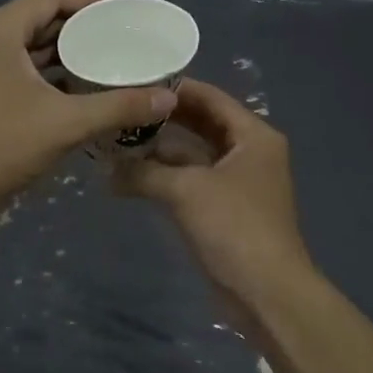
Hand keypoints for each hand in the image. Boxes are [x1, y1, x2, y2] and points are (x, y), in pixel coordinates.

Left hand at [0, 0, 177, 211]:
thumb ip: (120, 106)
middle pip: (41, 17)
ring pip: (31, 43)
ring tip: (108, 60)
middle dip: (82, 28)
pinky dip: (49, 70)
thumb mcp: (67, 123)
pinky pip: (21, 64)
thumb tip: (169, 98)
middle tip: (122, 39)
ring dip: (66, 50)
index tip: (124, 17)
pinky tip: (79, 86)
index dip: (91, 2)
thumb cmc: (3, 146)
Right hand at [114, 79, 310, 304]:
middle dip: (164, 120)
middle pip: (202, 124)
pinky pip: (191, 181)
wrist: (265, 292)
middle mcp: (249, 152)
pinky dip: (165, 178)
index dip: (175, 88)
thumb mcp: (186, 191)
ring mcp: (237, 182)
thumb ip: (145, 172)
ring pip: (194, 155)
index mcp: (253, 136)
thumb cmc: (234, 227)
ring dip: (160, 151)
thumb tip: (106, 169)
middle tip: (123, 108)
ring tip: (118, 140)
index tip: (136, 80)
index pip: (211, 97)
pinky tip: (131, 176)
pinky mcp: (224, 209)